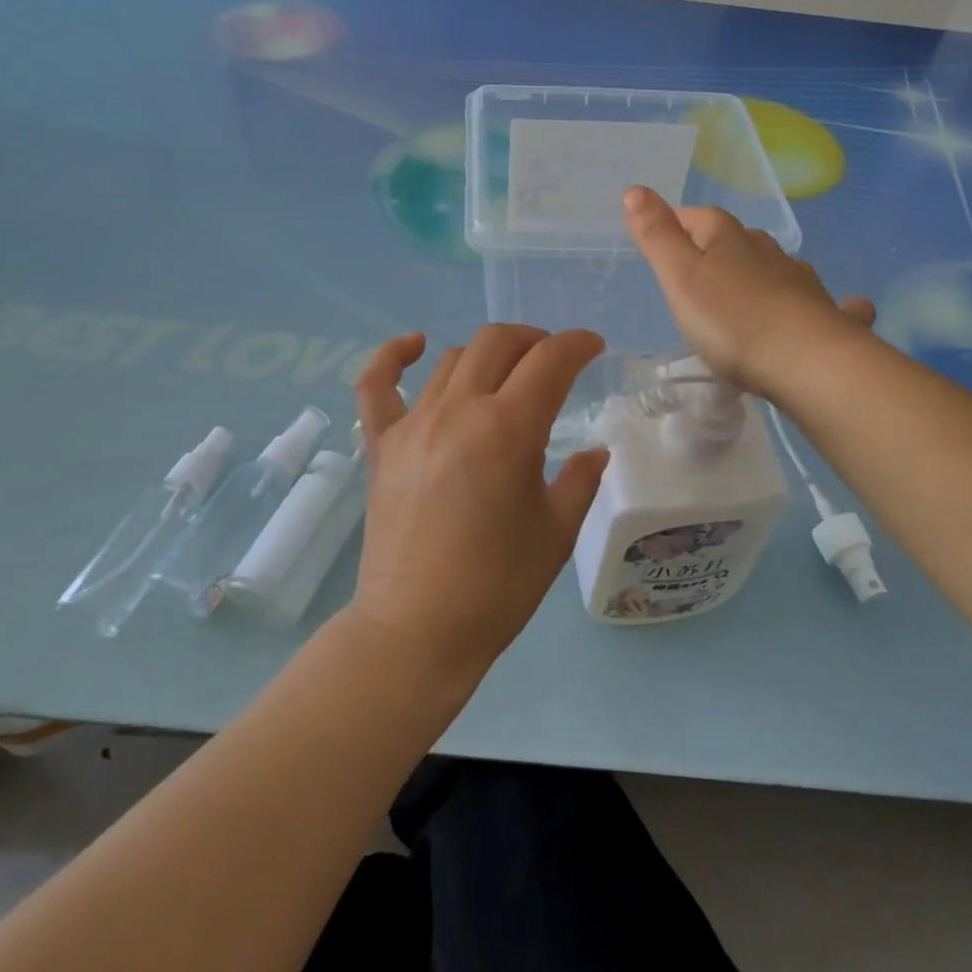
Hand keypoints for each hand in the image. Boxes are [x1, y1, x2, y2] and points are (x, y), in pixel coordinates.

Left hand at [348, 325, 609, 683]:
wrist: (417, 632)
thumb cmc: (497, 586)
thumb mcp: (556, 532)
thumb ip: (580, 480)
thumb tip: (594, 452)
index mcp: (508, 429)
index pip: (550, 360)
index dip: (578, 344)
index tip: (594, 348)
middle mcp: (459, 410)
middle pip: (498, 343)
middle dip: (534, 340)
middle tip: (553, 361)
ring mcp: (414, 423)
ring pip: (452, 359)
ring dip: (487, 354)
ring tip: (505, 373)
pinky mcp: (382, 444)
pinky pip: (377, 384)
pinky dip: (393, 356)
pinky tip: (415, 346)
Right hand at [623, 186, 875, 397]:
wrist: (806, 361)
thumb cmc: (730, 320)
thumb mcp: (679, 277)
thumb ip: (656, 235)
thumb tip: (635, 189)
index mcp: (727, 238)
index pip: (697, 216)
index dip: (676, 225)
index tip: (660, 244)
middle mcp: (767, 250)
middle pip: (737, 240)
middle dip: (716, 251)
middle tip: (695, 279)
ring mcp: (800, 280)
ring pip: (776, 266)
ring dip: (761, 273)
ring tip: (744, 297)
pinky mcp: (826, 314)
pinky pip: (824, 302)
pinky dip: (820, 303)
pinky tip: (839, 308)